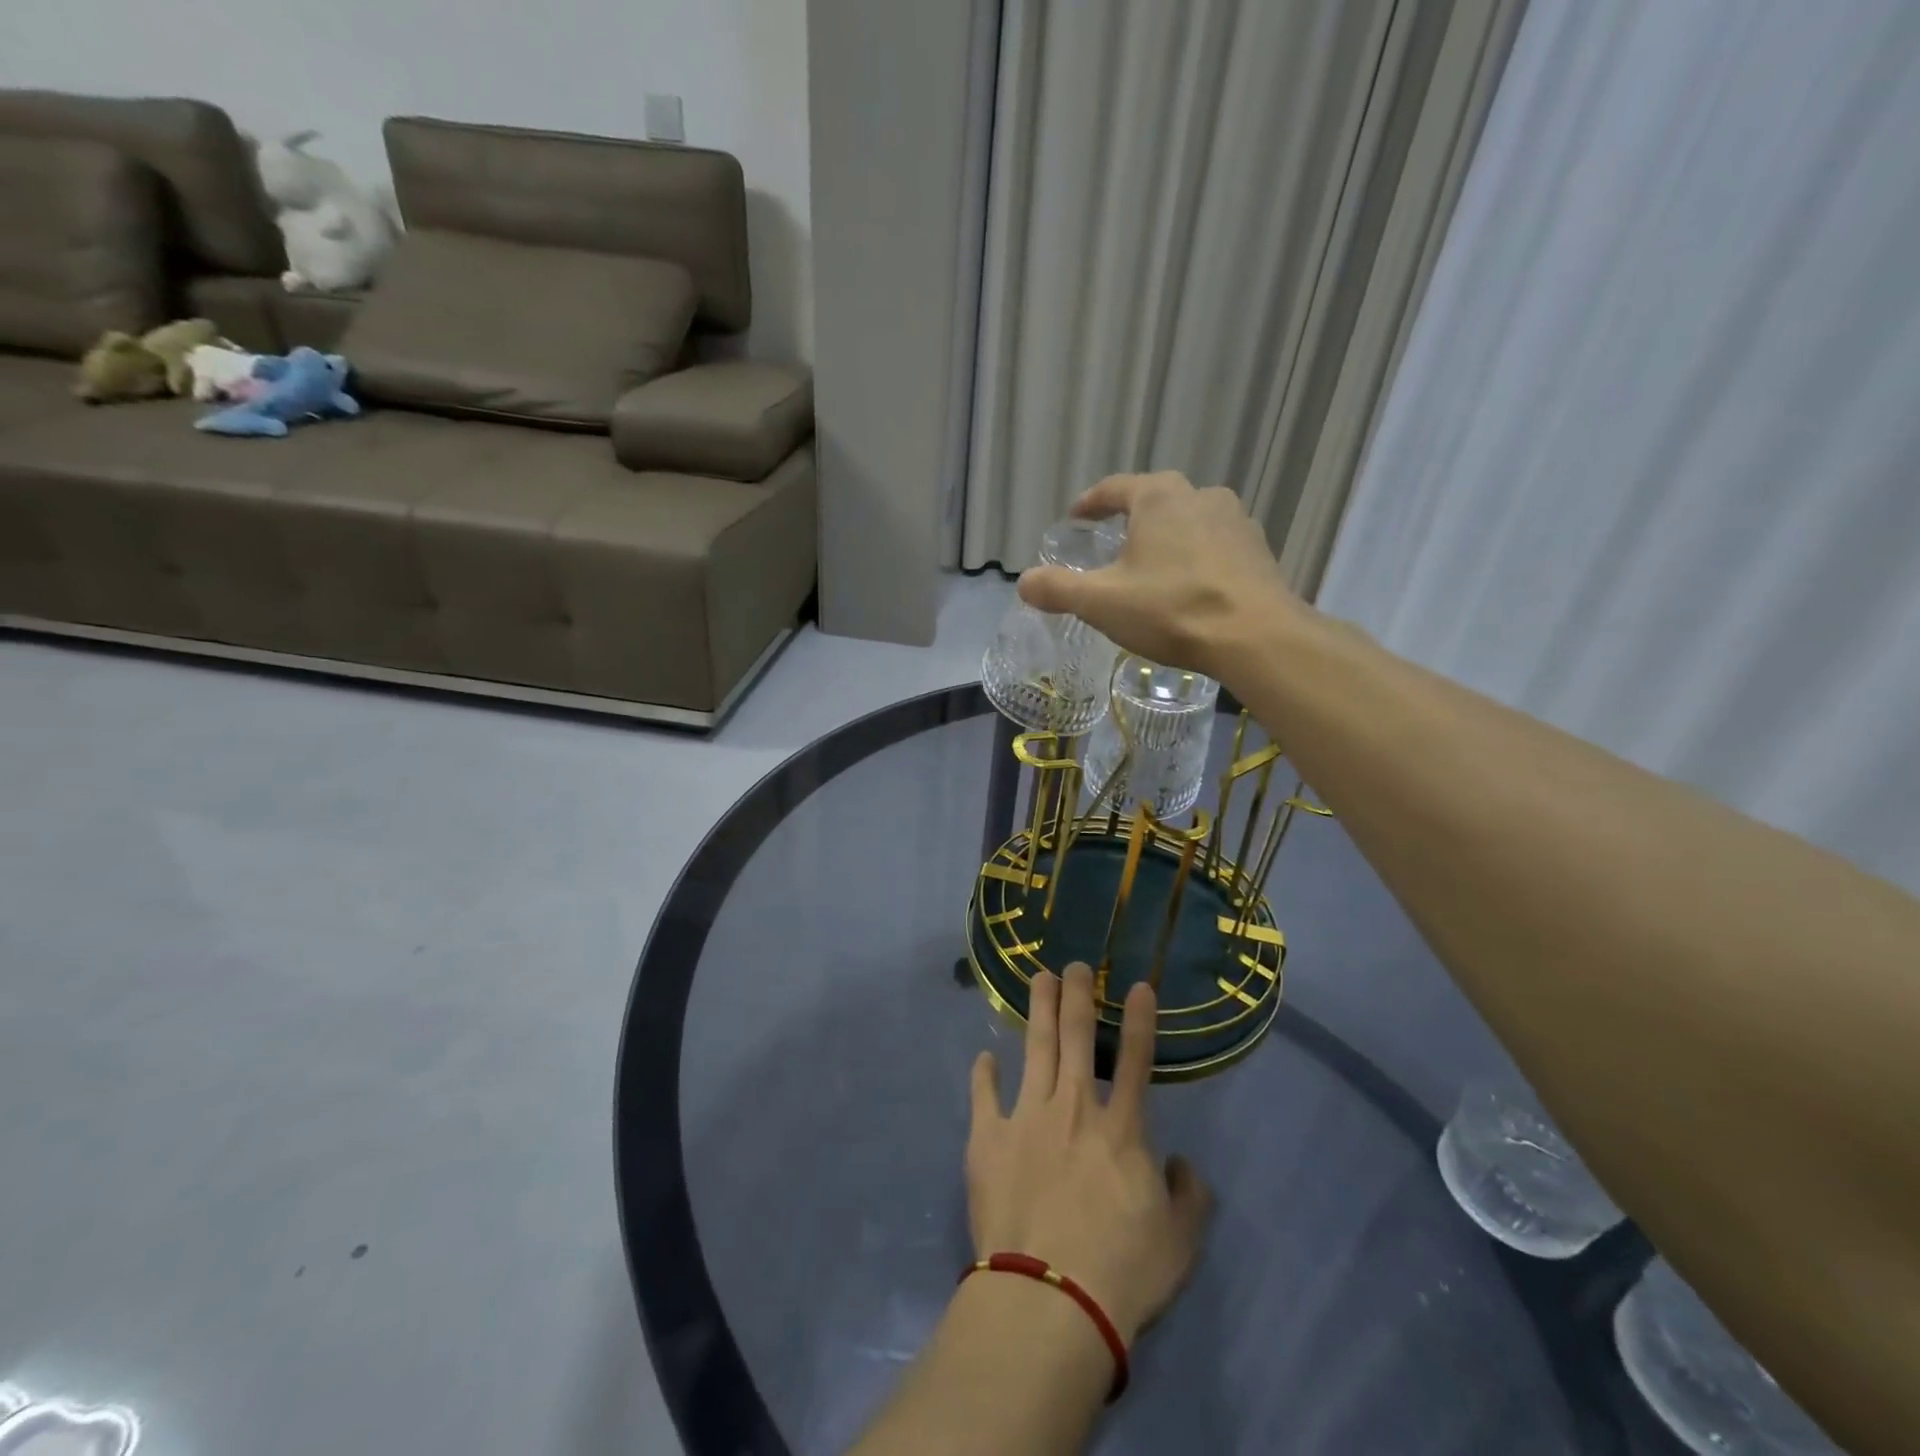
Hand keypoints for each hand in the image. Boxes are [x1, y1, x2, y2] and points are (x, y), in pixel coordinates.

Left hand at [966, 964, 1212, 1345]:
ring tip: (1038, 978)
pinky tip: (984, 1057)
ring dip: (1037, 1010)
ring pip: (1034, 1049)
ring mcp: (1026, 1118)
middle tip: (1075, 964)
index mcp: (1121, 1129)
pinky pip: (984, 1097)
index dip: (1139, 1020)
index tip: (1137, 985)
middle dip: (1077, 995)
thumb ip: (1190, 1196)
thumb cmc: (1121, 1273)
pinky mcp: (988, 1139)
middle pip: (1076, 1037)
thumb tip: (1181, 1164)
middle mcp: (1073, 1109)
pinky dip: (983, 1075)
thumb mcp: (1180, 1243)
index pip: (1135, 1060)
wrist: (1049, 1299)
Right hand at [1016, 472, 1301, 678]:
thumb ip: (1058, 589)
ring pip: (1189, 522)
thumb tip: (1023, 582)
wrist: (1256, 636)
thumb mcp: (1101, 602)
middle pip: (1155, 501)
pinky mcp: (1258, 551)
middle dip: (1131, 520)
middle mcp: (1200, 496)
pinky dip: (1196, 559)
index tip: (1076, 517)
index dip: (1090, 503)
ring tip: (1152, 567)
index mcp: (1158, 498)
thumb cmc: (1171, 609)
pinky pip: (1215, 546)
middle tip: (1112, 543)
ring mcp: (1235, 521)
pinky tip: (1190, 586)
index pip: (1114, 488)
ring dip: (1167, 538)